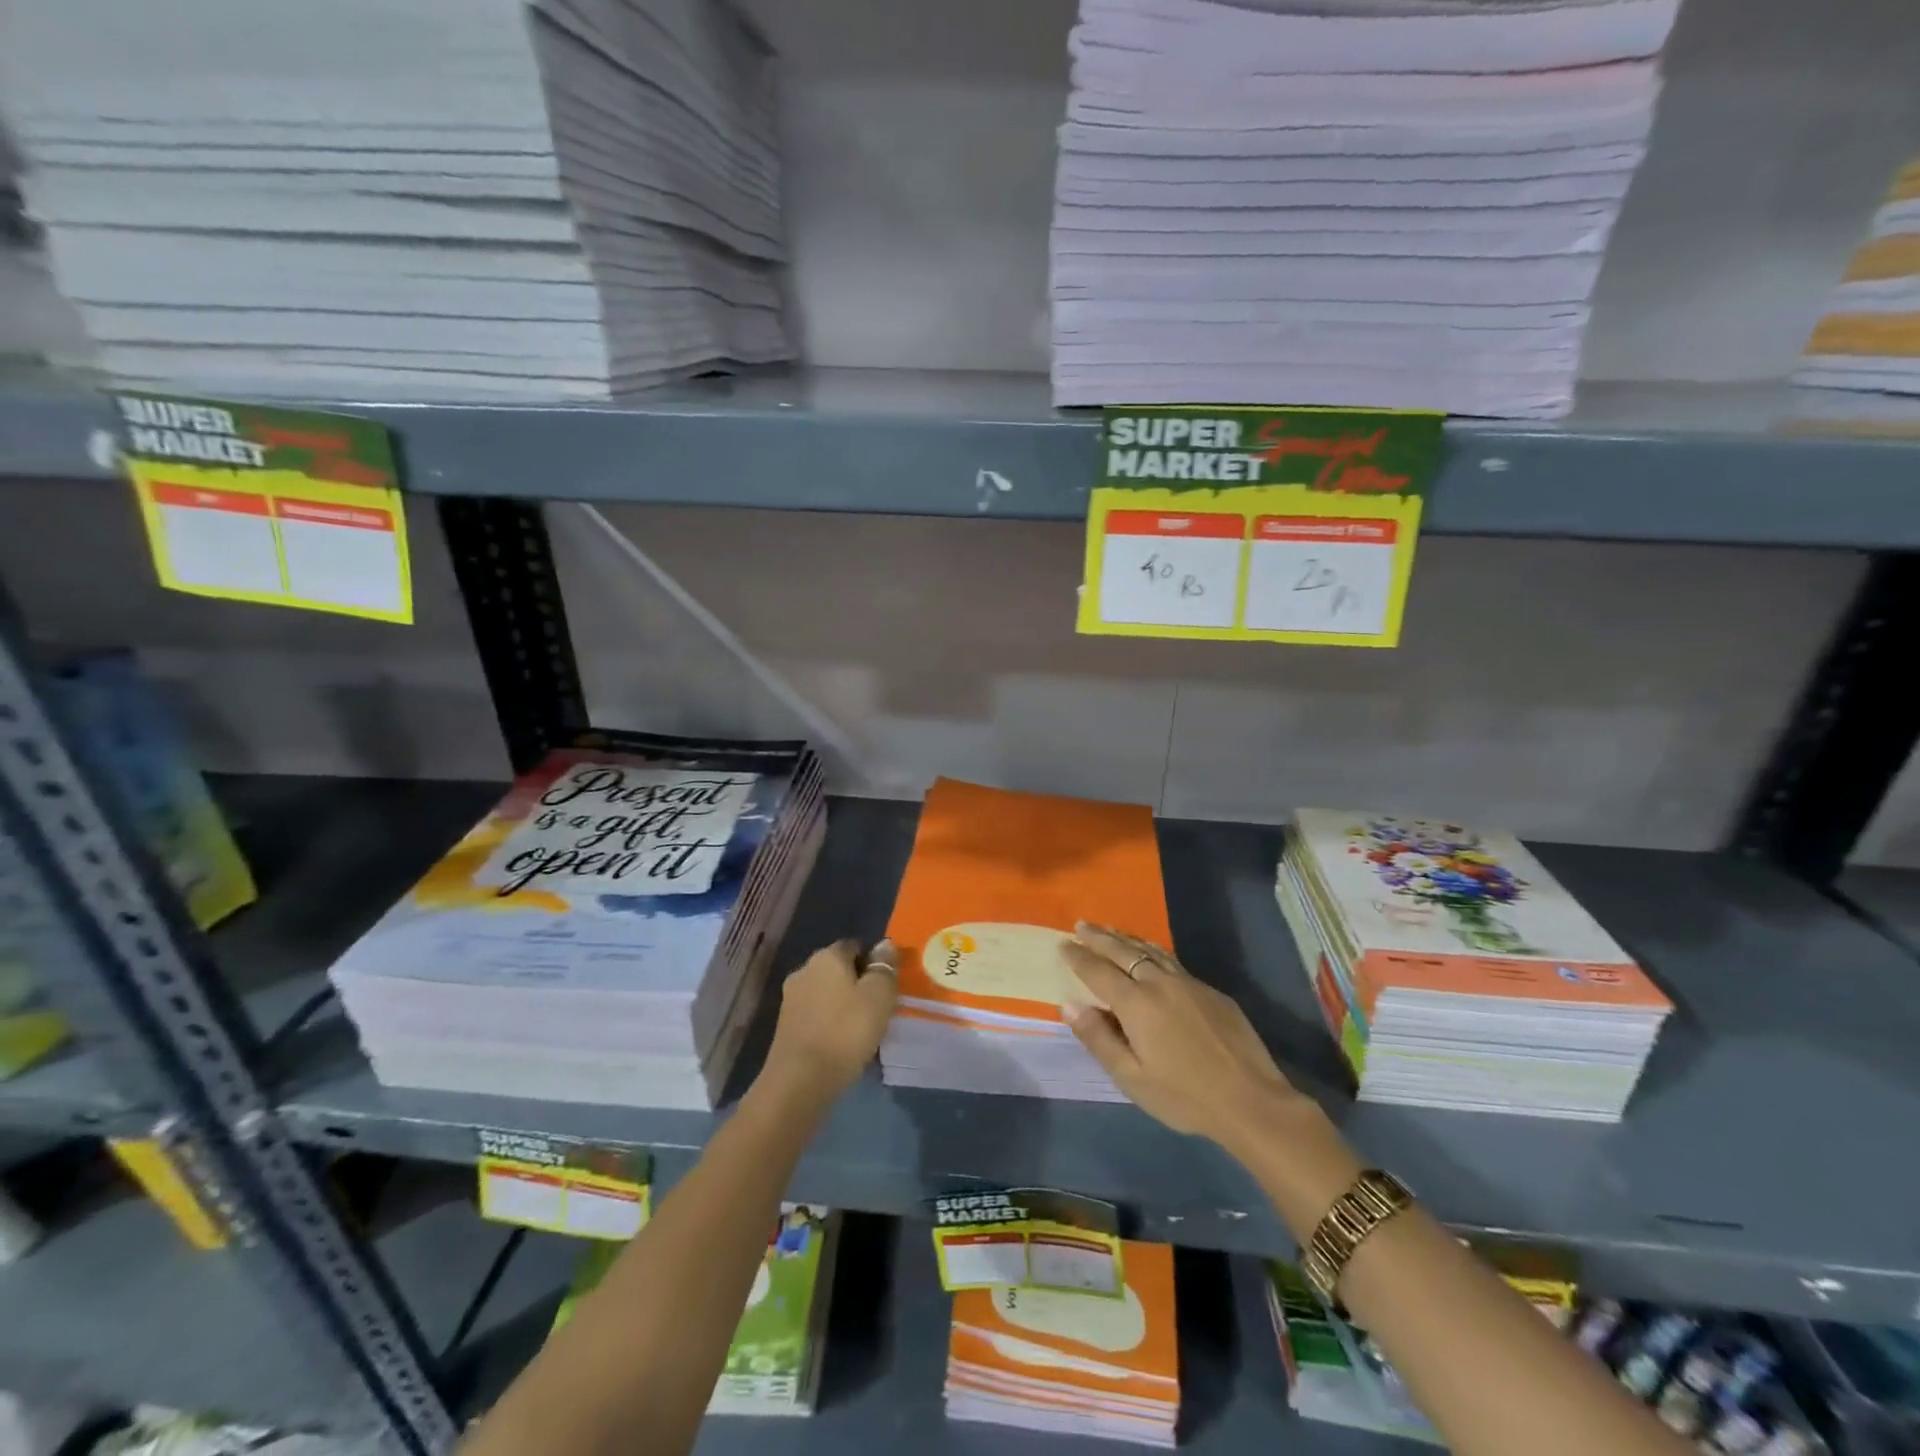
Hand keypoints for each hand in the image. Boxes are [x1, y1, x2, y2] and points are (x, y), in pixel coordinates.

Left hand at [762, 939, 898, 1102]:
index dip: (874, 962)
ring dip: (843, 1004)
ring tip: (862, 1028)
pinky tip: (841, 1042)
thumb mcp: (879, 995)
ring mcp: (791, 998)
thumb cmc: (846, 1030)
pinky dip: (829, 1022)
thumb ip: (884, 966)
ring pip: (826, 992)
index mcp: (827, 956)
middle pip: (839, 969)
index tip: (888, 985)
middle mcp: (804, 969)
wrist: (800, 1080)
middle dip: (858, 983)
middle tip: (878, 1007)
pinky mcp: (785, 1025)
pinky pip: (816, 1014)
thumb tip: (885, 944)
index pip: (856, 946)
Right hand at [1060, 922, 1310, 1153]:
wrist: (1252, 1101)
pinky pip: (1172, 961)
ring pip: (1151, 950)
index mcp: (1137, 1003)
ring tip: (1110, 930)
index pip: (1099, 971)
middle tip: (1081, 925)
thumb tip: (1070, 1004)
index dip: (1079, 957)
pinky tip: (1150, 955)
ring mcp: (1189, 983)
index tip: (1063, 944)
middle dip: (1099, 937)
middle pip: (1123, 951)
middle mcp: (1160, 983)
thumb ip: (1099, 1038)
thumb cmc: (1185, 1096)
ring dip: (1126, 938)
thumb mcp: (1132, 1078)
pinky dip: (1151, 951)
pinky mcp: (1211, 991)